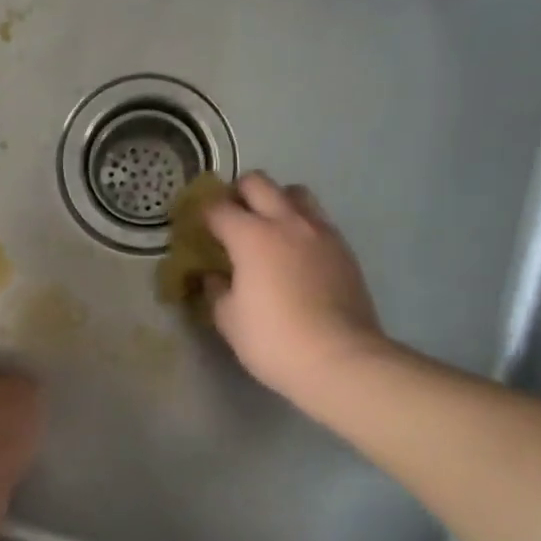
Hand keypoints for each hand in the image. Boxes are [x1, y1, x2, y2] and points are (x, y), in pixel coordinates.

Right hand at [204, 173, 391, 402]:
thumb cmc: (273, 340)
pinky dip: (301, 225)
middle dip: (238, 193)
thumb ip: (216, 289)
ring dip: (276, 200)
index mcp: (251, 236)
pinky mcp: (344, 249)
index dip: (202, 214)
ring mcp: (320, 232)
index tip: (197, 227)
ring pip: (295, 192)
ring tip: (268, 227)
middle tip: (231, 218)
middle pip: (258, 182)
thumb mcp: (229, 319)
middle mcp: (287, 222)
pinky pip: (318, 220)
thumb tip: (214, 276)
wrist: (340, 359)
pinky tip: (296, 253)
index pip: (218, 208)